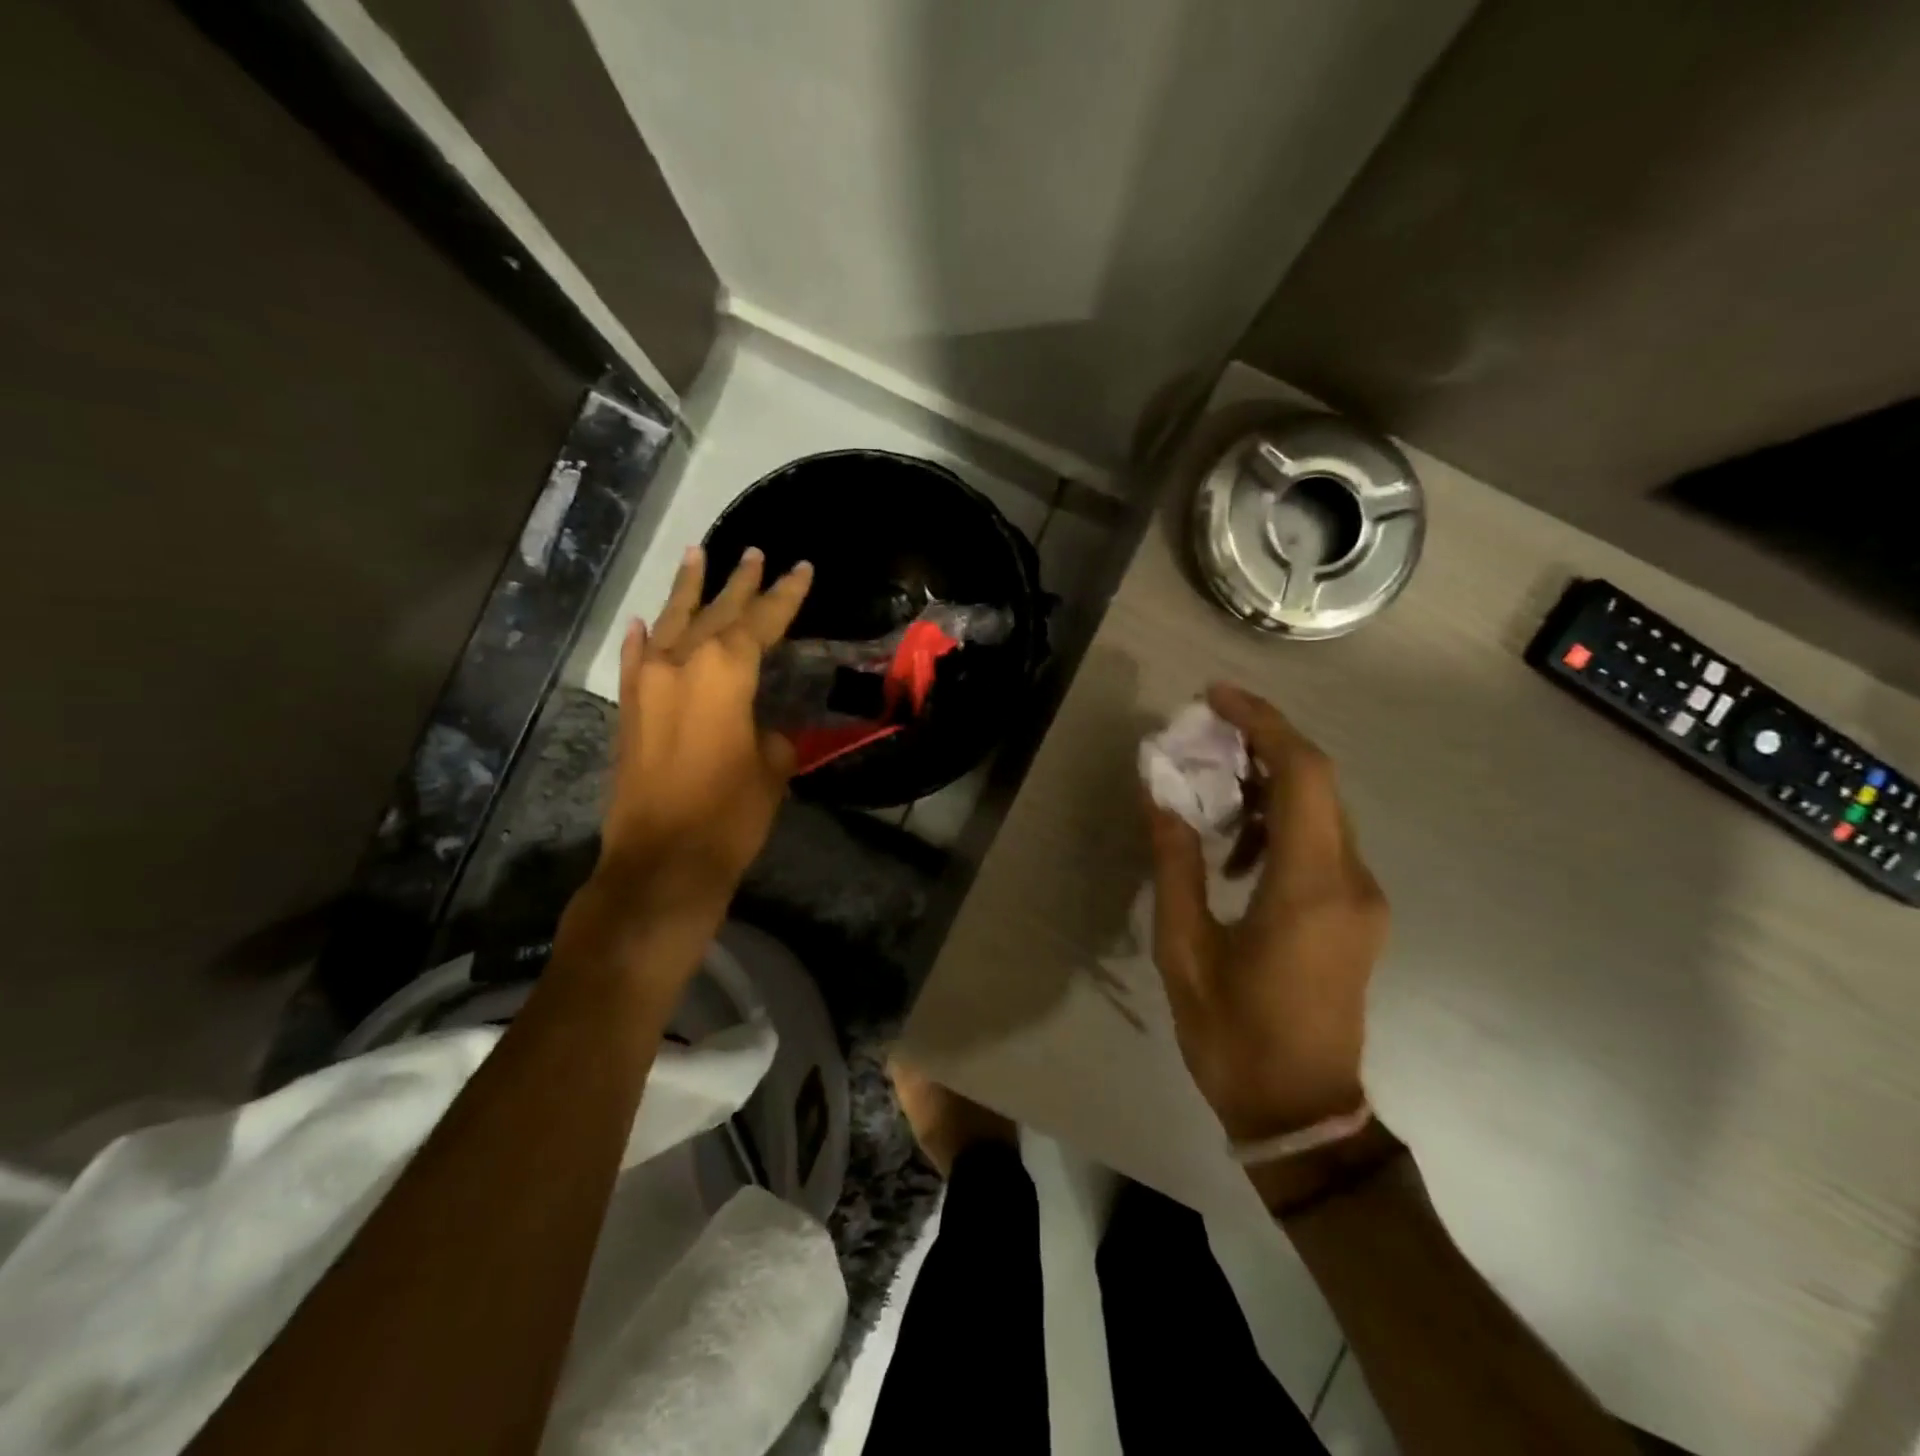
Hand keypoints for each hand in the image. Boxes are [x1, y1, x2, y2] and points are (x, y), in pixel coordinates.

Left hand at [594, 544, 811, 919]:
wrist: (661, 861)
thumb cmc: (730, 814)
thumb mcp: (772, 769)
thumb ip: (772, 735)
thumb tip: (764, 730)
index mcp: (725, 671)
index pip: (761, 620)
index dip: (785, 594)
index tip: (800, 567)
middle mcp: (681, 664)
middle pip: (715, 611)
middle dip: (738, 582)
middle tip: (754, 553)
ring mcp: (648, 684)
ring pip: (671, 623)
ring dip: (687, 591)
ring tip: (697, 554)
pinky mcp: (629, 710)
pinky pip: (637, 660)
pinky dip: (644, 638)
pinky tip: (645, 622)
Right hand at [1146, 683, 1387, 1142]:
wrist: (1301, 1113)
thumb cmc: (1234, 1034)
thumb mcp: (1186, 948)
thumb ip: (1175, 863)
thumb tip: (1159, 795)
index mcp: (1311, 887)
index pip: (1304, 773)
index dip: (1263, 723)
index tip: (1215, 698)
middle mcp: (1352, 881)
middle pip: (1318, 782)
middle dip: (1262, 745)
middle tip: (1203, 737)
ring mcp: (1364, 899)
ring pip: (1323, 810)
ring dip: (1269, 786)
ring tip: (1211, 793)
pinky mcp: (1359, 914)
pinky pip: (1325, 843)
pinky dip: (1282, 823)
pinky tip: (1238, 852)